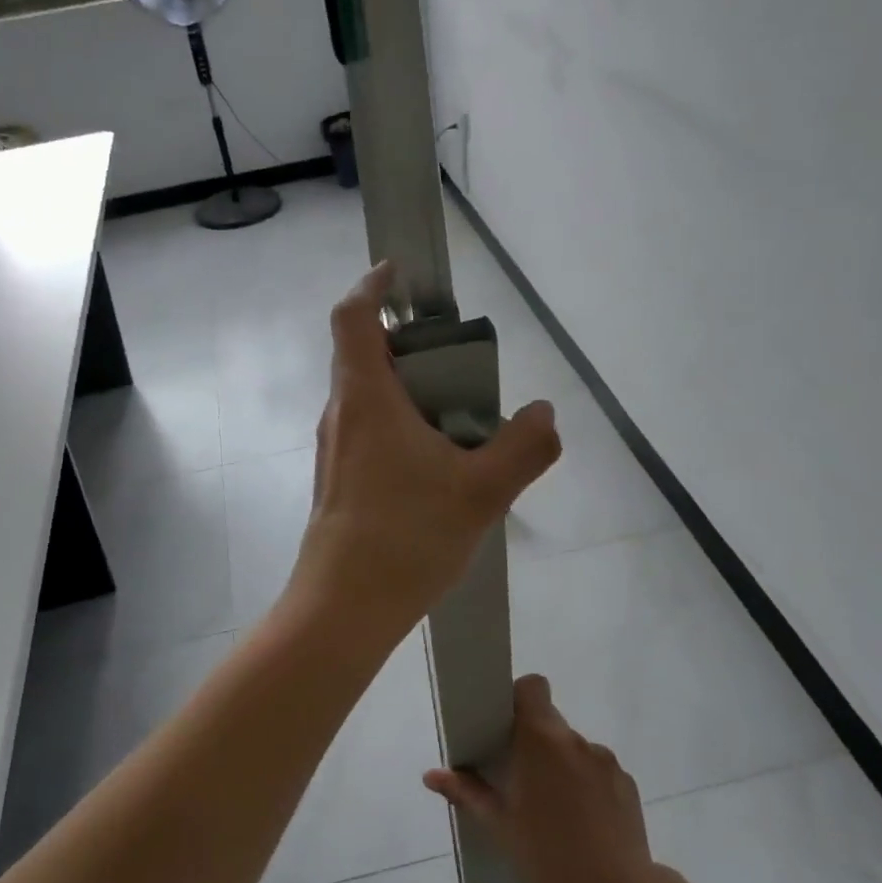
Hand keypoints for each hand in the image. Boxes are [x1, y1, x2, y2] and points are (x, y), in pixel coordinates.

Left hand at [292, 263, 560, 633]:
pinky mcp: (338, 482)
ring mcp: (336, 451)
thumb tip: (545, 414)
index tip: (399, 274)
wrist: (342, 608)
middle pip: (365, 356)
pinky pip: (370, 433)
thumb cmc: (405, 537)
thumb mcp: (482, 492)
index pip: (354, 317)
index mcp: (366, 398)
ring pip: (370, 399)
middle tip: (462, 365)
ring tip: (461, 421)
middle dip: (411, 347)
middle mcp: (342, 415)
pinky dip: (402, 428)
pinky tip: (438, 469)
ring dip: (410, 392)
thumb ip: (523, 448)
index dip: (373, 286)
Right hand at [424, 675, 660, 882]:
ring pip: (573, 749)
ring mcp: (605, 761)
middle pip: (549, 722)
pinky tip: (582, 824)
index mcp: (541, 740)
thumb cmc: (549, 857)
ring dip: (560, 766)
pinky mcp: (626, 784)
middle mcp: (575, 740)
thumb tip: (431, 775)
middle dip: (533, 742)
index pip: (532, 687)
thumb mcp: (499, 828)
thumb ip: (467, 793)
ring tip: (553, 811)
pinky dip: (586, 786)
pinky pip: (597, 772)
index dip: (518, 697)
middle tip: (519, 779)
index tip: (506, 726)